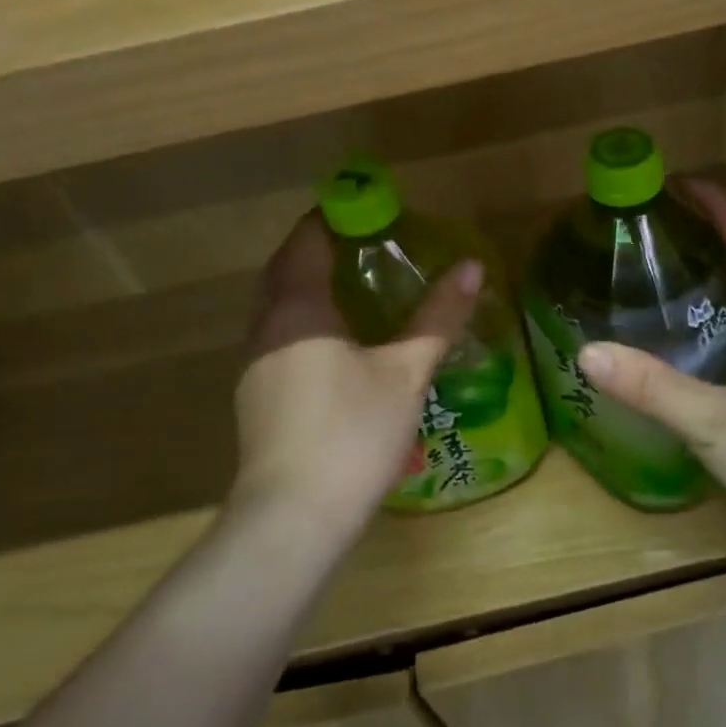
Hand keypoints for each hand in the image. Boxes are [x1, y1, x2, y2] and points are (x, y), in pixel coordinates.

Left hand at [232, 214, 480, 541]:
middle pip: (286, 270)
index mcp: (297, 309)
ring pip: (279, 308)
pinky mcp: (256, 396)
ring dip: (310, 289)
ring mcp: (255, 364)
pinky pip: (280, 338)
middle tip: (367, 246)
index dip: (334, 218)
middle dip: (320, 251)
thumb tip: (470, 266)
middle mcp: (266, 327)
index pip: (306, 240)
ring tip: (357, 290)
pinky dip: (306, 323)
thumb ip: (438, 317)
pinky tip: (338, 345)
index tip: (370, 210)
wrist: (294, 517)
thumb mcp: (405, 371)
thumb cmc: (353, 432)